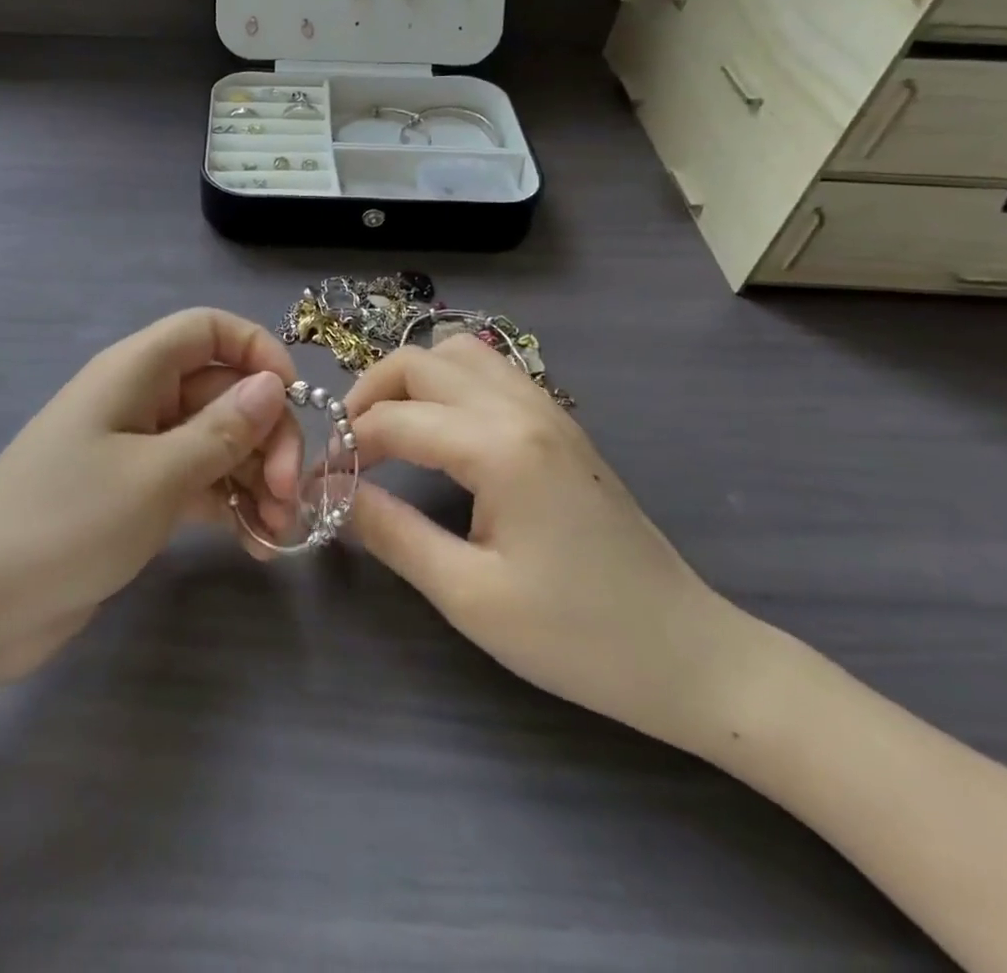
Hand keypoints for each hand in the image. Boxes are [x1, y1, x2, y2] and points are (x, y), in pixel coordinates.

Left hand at [0, 309, 304, 687]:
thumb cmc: (65, 523)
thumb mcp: (154, 476)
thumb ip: (220, 430)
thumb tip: (272, 383)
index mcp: (134, 372)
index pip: (207, 330)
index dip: (256, 350)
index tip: (294, 398)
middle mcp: (139, 400)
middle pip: (223, 392)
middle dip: (265, 435)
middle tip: (288, 494)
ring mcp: (137, 451)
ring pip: (216, 442)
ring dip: (254, 478)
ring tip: (278, 531)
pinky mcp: (137, 497)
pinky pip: (198, 484)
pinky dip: (229, 507)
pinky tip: (256, 545)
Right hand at [345, 334, 754, 747]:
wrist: (687, 654)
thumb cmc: (576, 636)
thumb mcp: (468, 595)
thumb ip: (392, 534)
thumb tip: (335, 494)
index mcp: (499, 446)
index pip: (394, 420)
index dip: (346, 446)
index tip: (319, 482)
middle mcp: (521, 407)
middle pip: (420, 361)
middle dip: (369, 394)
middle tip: (347, 447)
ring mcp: (547, 408)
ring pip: (457, 353)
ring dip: (410, 380)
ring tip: (388, 430)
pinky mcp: (560, 423)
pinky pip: (490, 372)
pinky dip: (447, 383)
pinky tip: (439, 430)